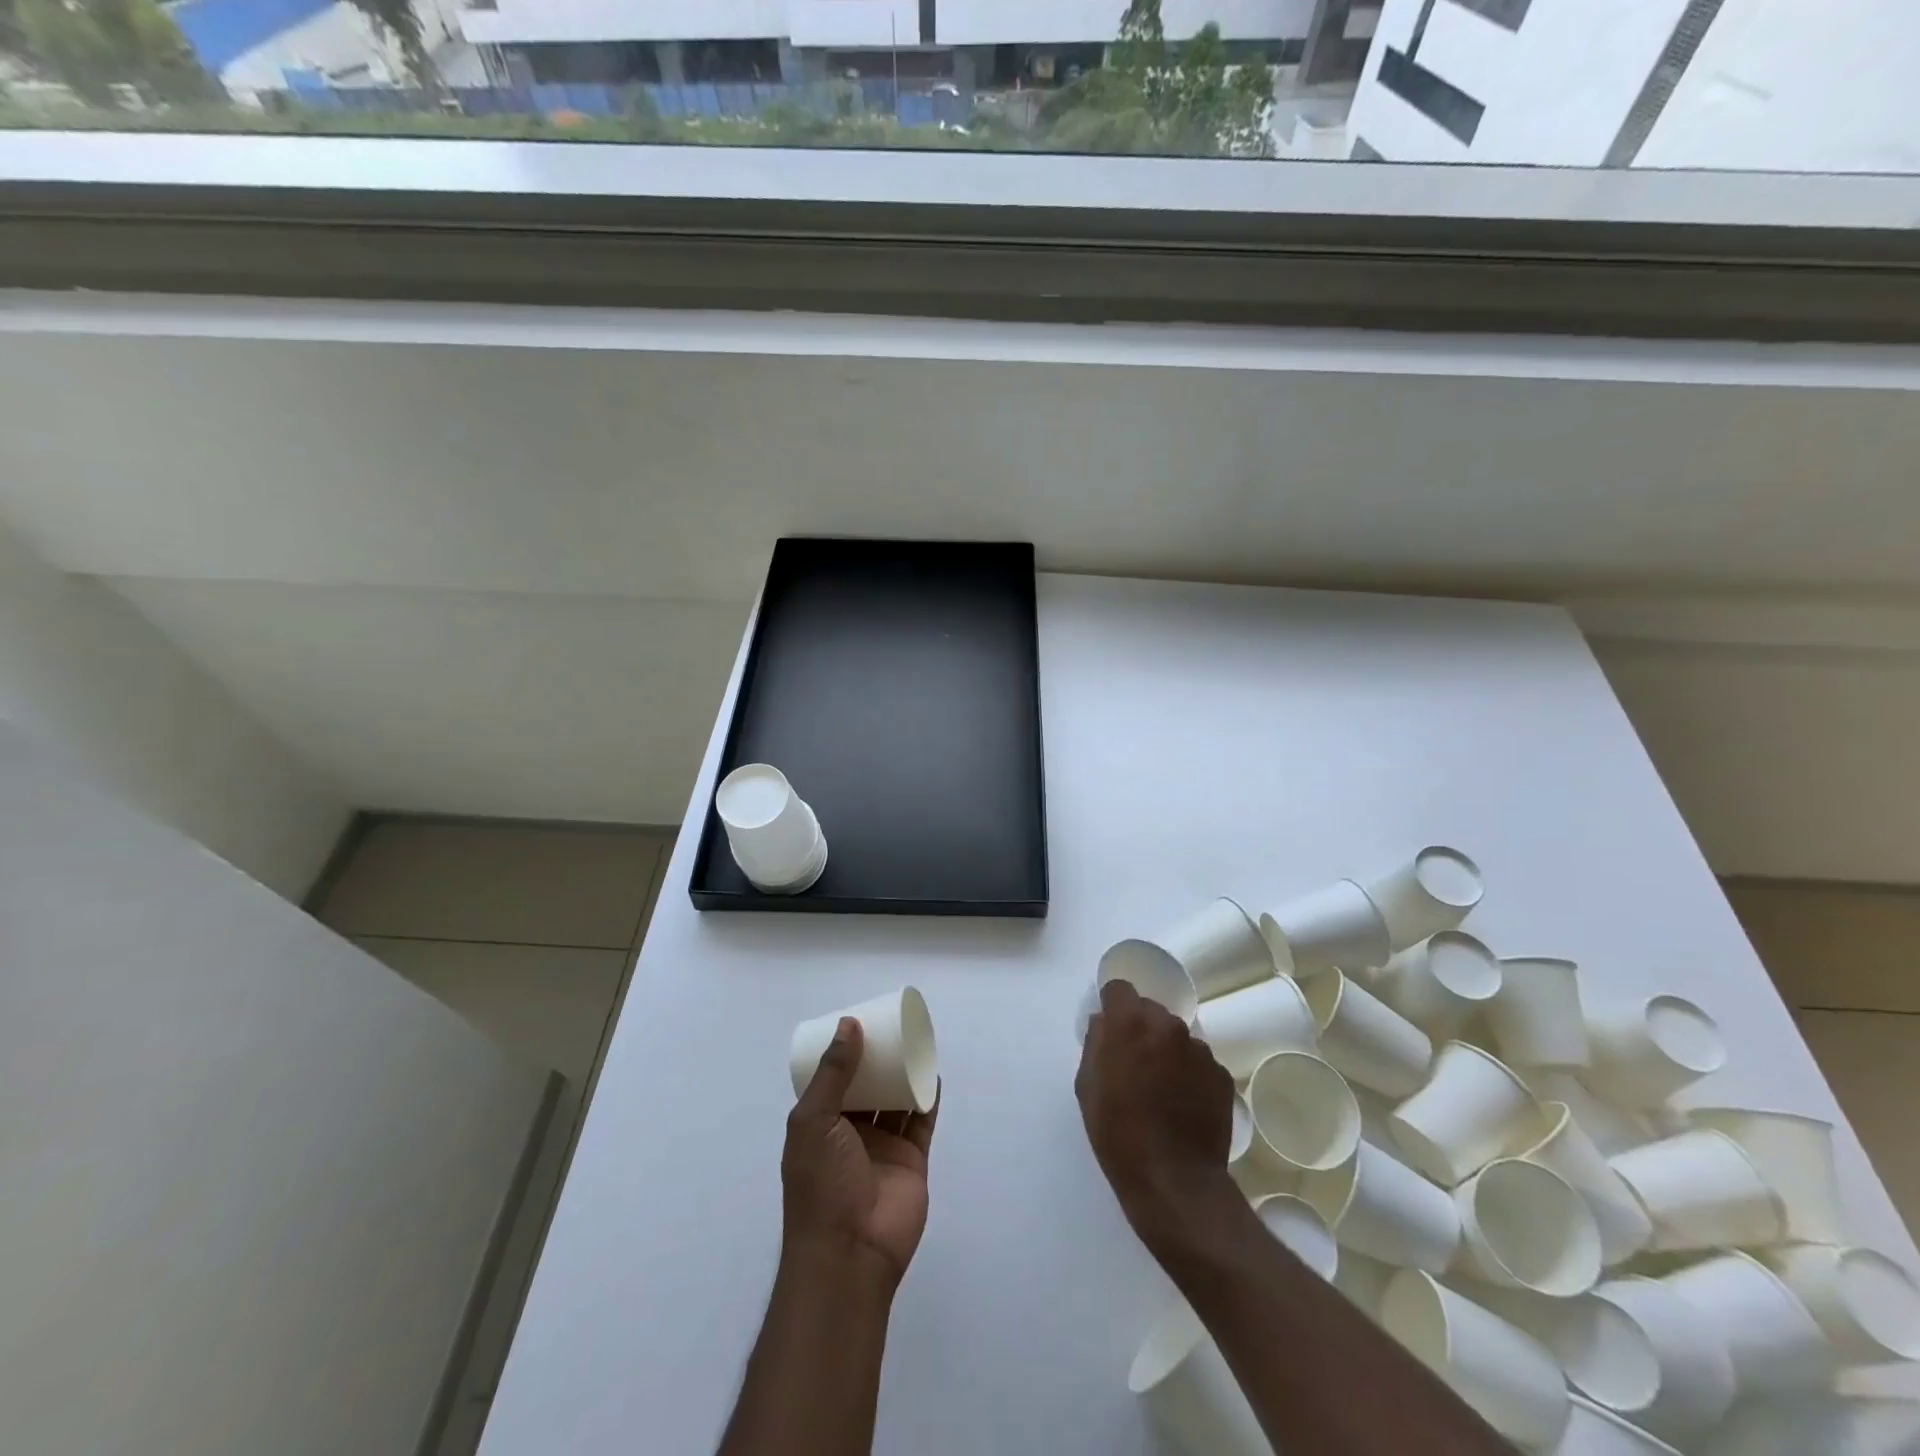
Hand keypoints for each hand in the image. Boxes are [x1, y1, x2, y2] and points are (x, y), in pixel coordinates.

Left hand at [783, 1018, 938, 1289]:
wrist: (850, 1252)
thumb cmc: (821, 1182)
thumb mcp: (814, 1120)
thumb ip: (834, 1072)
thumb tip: (849, 1023)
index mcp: (821, 1124)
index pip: (833, 1080)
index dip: (844, 1053)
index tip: (860, 1021)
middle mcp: (851, 1132)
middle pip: (868, 1085)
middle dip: (878, 1059)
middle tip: (892, 1025)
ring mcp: (883, 1146)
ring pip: (895, 1099)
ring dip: (903, 1073)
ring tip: (916, 1041)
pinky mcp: (912, 1158)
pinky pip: (921, 1121)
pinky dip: (927, 1097)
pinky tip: (933, 1072)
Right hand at [1076, 980, 1238, 1253]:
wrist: (1174, 1181)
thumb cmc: (1118, 1133)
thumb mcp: (1087, 1086)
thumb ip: (1095, 1043)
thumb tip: (1105, 1024)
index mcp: (1129, 1023)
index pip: (1119, 988)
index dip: (1113, 1006)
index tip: (1110, 1029)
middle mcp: (1168, 1025)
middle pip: (1150, 1010)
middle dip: (1140, 1028)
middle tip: (1134, 1064)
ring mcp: (1199, 1049)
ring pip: (1176, 1037)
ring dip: (1167, 1051)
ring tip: (1162, 1090)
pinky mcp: (1221, 1074)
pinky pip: (1198, 1062)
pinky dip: (1189, 1074)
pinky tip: (1183, 1105)